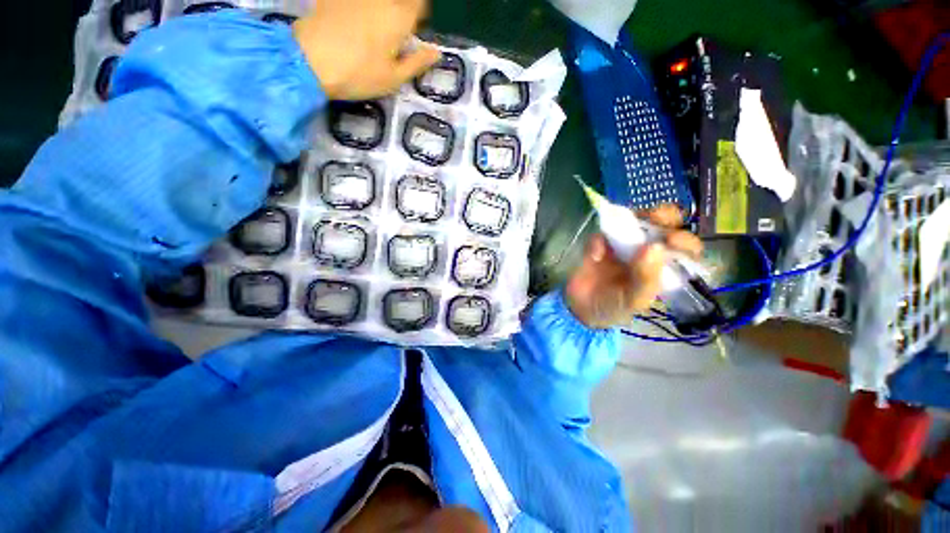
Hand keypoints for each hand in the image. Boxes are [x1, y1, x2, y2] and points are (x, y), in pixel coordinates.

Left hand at [293, 0, 440, 99]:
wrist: (309, 61)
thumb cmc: (359, 74)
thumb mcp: (394, 78)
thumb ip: (417, 63)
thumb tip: (436, 52)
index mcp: (399, 18)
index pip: (419, 6)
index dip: (419, 15)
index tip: (414, 30)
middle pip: (398, 3)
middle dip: (400, 15)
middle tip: (393, 38)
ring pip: (377, 3)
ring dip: (380, 13)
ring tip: (372, 38)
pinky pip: (355, 4)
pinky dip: (360, 11)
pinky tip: (353, 27)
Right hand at [565, 205, 702, 328]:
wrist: (579, 308)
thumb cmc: (613, 308)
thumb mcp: (634, 300)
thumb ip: (646, 278)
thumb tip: (655, 247)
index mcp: (664, 267)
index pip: (685, 249)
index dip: (684, 241)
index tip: (672, 240)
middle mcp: (647, 251)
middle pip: (664, 225)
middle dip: (664, 217)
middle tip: (656, 218)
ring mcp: (623, 244)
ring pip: (636, 220)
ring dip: (634, 217)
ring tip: (626, 225)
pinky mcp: (600, 242)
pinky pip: (601, 233)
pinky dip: (598, 241)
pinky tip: (595, 256)